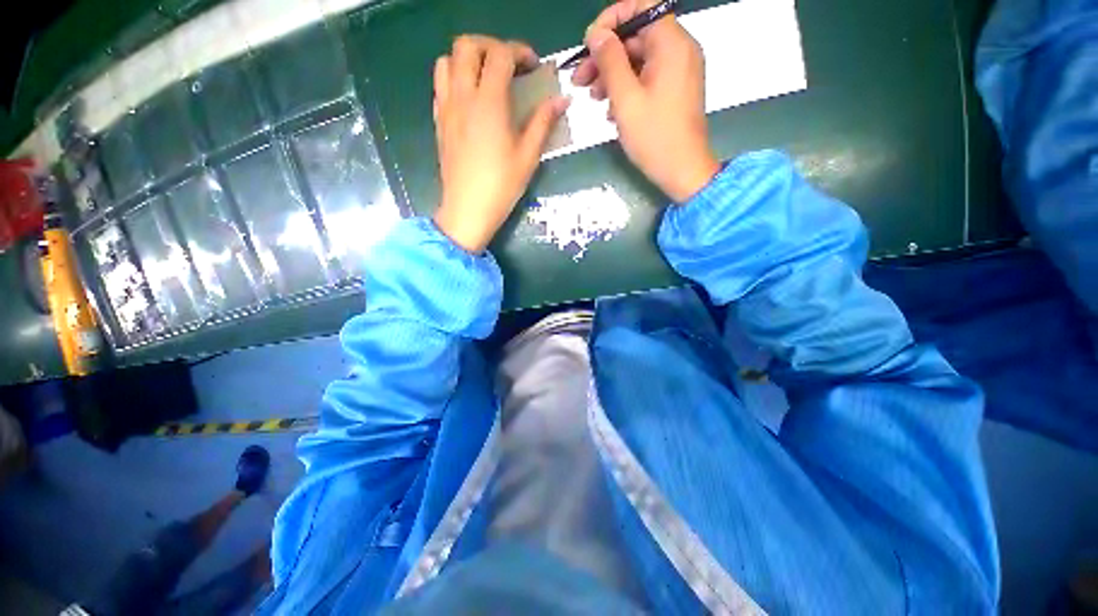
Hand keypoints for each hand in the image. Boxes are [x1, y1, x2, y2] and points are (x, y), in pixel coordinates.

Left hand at [432, 35, 569, 252]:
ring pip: (447, 61)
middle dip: (491, 46)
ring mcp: (446, 108)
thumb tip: (562, 100)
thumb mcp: (528, 156)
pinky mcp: (439, 122)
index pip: (500, 54)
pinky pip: (440, 86)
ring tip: (486, 79)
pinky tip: (471, 100)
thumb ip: (543, 122)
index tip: (534, 67)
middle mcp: (463, 97)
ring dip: (468, 60)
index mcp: (488, 102)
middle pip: (467, 46)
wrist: (468, 209)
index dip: (520, 52)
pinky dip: (455, 79)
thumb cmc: (501, 186)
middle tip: (509, 66)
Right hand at [571, 0, 719, 202]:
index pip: (640, 8)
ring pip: (639, 59)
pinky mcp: (674, 91)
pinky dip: (627, 88)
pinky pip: (647, 78)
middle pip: (636, 37)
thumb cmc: (654, 137)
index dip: (610, 21)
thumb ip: (610, 61)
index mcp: (672, 44)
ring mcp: (679, 72)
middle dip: (605, 55)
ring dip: (612, 75)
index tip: (588, 44)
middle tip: (579, 80)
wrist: (683, 171)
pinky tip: (610, 109)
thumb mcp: (626, 99)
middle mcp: (679, 50)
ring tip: (592, 98)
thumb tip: (595, 33)